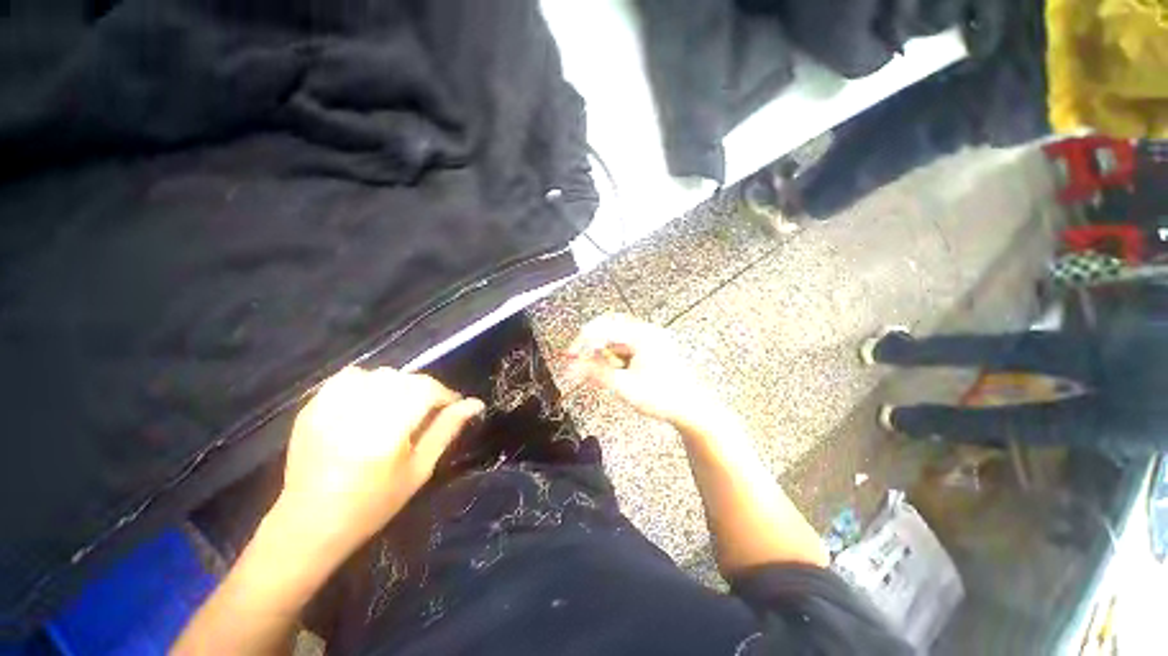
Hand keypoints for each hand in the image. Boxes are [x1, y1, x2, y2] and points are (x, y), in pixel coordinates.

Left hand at [276, 367, 483, 553]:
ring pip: (379, 374)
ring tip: (398, 407)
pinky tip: (369, 402)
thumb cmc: (373, 504)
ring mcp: (330, 408)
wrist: (309, 524)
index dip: (445, 394)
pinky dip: (367, 382)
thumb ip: (446, 430)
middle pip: (404, 379)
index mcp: (387, 432)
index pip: (426, 390)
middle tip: (426, 411)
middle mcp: (358, 413)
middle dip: (424, 390)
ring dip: (397, 385)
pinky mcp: (312, 408)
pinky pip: (349, 377)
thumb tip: (474, 404)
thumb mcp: (419, 470)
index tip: (452, 406)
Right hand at [566, 313, 716, 423]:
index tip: (571, 355)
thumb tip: (575, 366)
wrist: (690, 408)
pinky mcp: (650, 348)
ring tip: (604, 372)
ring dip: (604, 352)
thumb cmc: (665, 398)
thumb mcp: (625, 387)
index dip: (582, 342)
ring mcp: (650, 339)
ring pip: (616, 336)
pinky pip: (625, 345)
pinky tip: (617, 372)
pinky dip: (615, 357)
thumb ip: (596, 374)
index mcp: (642, 336)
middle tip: (581, 359)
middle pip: (609, 327)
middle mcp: (647, 332)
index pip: (603, 329)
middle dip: (593, 345)